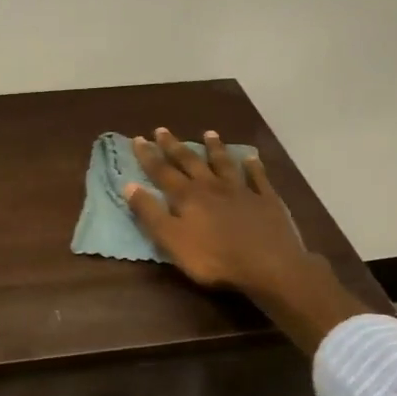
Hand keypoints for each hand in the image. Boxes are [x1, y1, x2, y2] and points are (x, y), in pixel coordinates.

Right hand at [124, 128, 390, 353]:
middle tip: (163, 130)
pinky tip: (251, 158)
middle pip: (190, 162)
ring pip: (224, 164)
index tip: (138, 139)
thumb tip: (129, 185)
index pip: (162, 172)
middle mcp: (212, 186)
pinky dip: (253, 166)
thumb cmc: (213, 258)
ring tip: (209, 133)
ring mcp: (241, 191)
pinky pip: (258, 178)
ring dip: (214, 149)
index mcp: (187, 197)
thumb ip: (150, 213)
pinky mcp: (266, 200)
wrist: (268, 265)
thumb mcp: (172, 240)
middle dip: (175, 146)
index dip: (149, 156)